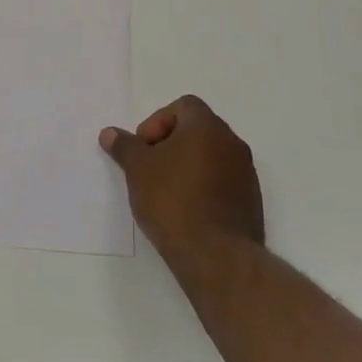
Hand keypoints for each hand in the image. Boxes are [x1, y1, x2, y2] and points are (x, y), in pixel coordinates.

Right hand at [100, 96, 263, 258]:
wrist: (216, 255)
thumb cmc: (172, 200)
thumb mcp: (137, 169)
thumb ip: (124, 147)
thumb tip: (109, 133)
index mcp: (207, 126)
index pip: (183, 106)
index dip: (158, 122)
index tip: (144, 149)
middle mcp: (232, 142)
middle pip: (197, 130)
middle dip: (171, 144)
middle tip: (150, 169)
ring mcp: (246, 173)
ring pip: (211, 157)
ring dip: (188, 166)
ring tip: (166, 192)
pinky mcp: (251, 201)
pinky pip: (223, 181)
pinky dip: (204, 187)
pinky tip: (186, 211)